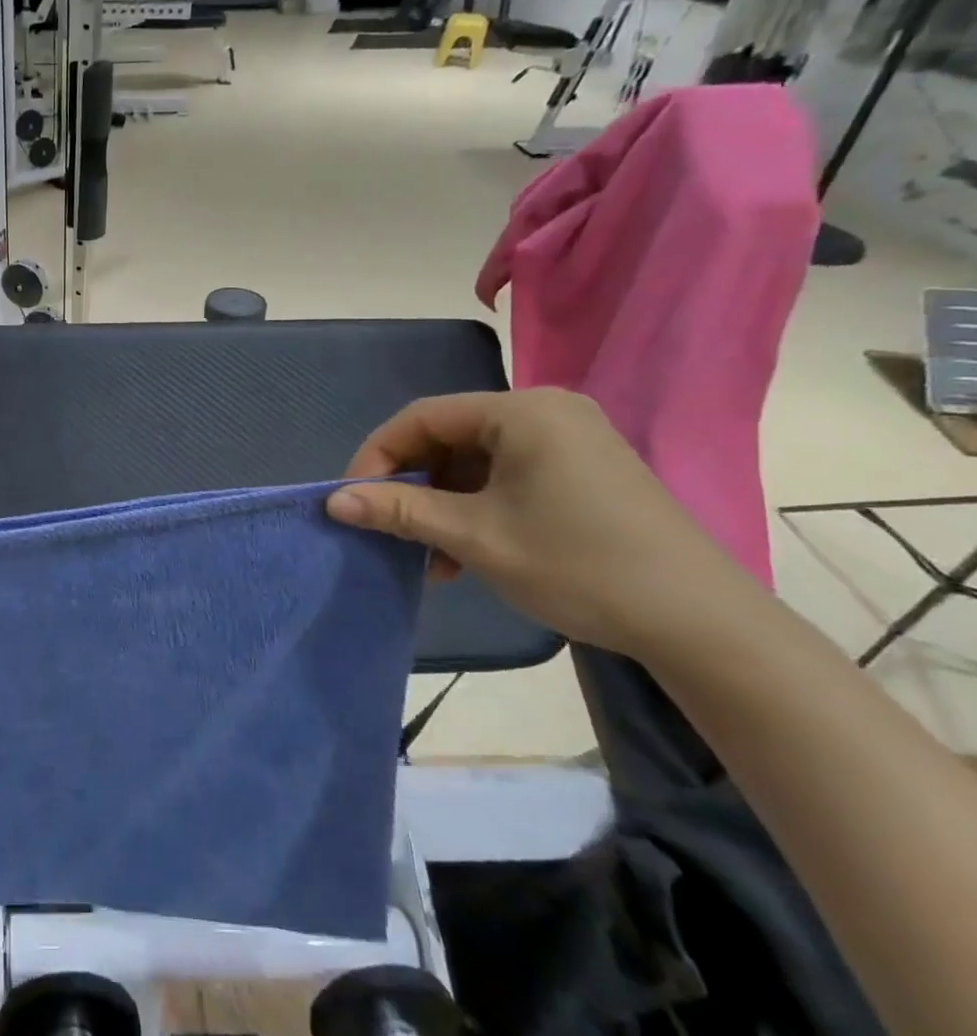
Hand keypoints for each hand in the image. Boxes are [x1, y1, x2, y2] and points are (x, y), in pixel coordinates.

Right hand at [327, 389, 760, 658]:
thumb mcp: (474, 537)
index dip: (377, 456)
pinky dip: (477, 509)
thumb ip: (398, 511)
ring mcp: (571, 441)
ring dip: (442, 505)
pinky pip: (508, 477)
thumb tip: (334, 500)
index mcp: (521, 411)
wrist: (701, 624)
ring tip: (429, 556)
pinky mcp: (585, 472)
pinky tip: (466, 554)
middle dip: (411, 486)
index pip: (422, 417)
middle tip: (389, 530)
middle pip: (448, 438)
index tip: (353, 500)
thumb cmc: (577, 564)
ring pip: (475, 462)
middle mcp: (546, 412)